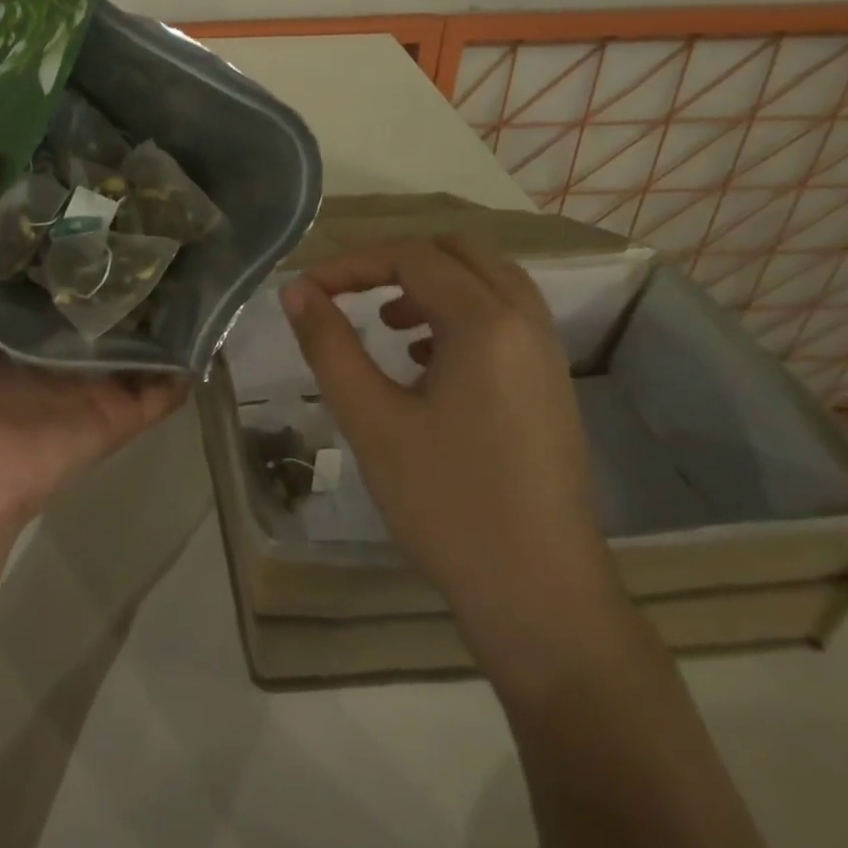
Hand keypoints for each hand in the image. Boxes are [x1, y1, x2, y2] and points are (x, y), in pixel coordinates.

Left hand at [0, 149, 187, 544]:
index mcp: (18, 295)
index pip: (57, 235)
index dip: (76, 196)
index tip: (106, 149)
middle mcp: (65, 322)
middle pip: (108, 270)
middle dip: (133, 231)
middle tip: (170, 182)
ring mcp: (102, 362)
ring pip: (148, 313)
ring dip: (174, 280)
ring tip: (209, 227)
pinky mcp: (131, 400)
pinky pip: (173, 369)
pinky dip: (198, 343)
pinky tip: (225, 298)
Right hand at [280, 234, 627, 678]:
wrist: (540, 596)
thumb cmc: (446, 504)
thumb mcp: (371, 420)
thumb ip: (329, 345)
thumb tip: (297, 292)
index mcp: (485, 321)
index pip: (410, 257)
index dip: (350, 263)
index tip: (306, 290)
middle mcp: (525, 321)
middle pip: (458, 251)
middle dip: (395, 260)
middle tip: (348, 290)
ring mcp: (547, 353)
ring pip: (487, 282)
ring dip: (432, 284)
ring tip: (387, 323)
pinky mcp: (550, 385)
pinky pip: (505, 319)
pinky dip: (460, 314)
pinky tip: (425, 362)